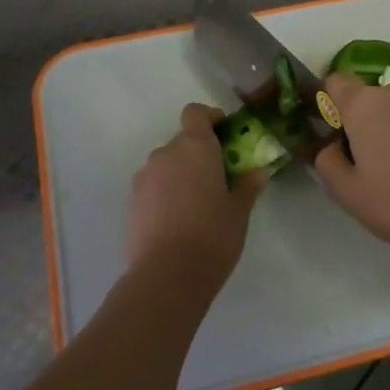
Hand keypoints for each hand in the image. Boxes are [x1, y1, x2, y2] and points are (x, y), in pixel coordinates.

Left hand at [127, 104, 265, 287]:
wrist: (167, 276)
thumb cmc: (213, 236)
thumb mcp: (239, 211)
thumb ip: (248, 187)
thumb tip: (258, 173)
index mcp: (195, 147)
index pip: (196, 113)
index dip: (210, 118)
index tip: (224, 134)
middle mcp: (165, 154)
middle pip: (182, 141)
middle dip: (198, 154)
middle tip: (217, 178)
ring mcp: (144, 177)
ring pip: (165, 165)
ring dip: (179, 174)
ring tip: (195, 204)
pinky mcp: (131, 201)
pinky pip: (152, 186)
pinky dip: (164, 193)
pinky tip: (177, 220)